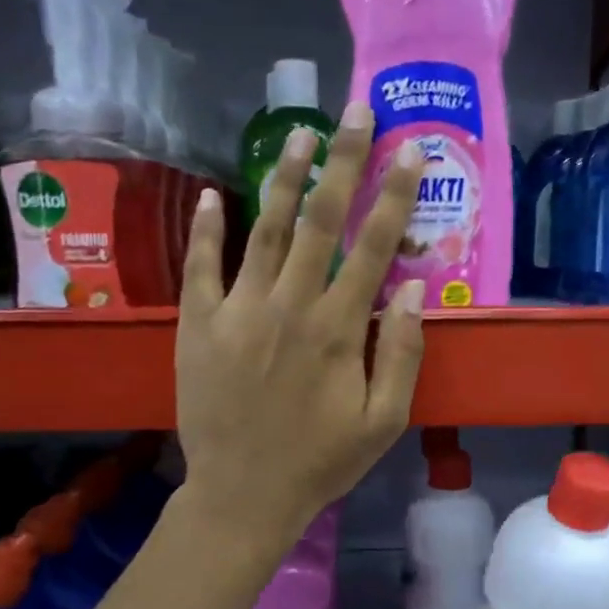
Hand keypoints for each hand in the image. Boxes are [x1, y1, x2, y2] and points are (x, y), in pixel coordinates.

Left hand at [176, 104, 425, 547]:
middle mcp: (288, 306)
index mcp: (336, 330)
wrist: (243, 495)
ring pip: (265, 230)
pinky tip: (216, 194)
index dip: (394, 195)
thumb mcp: (382, 421)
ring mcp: (237, 311)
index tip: (410, 151)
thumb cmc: (320, 462)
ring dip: (285, 178)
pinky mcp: (197, 325)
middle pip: (319, 220)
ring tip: (300, 133)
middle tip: (355, 113)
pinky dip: (208, 229)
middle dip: (343, 162)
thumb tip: (408, 289)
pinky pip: (202, 267)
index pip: (372, 247)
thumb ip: (400, 354)